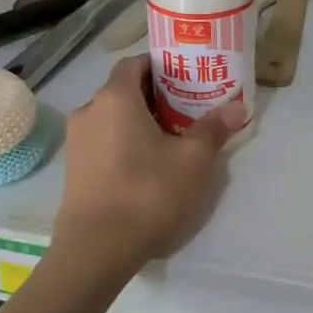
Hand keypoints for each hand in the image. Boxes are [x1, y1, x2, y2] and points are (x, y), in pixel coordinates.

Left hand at [54, 56, 244, 269]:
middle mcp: (89, 111)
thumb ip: (214, 128)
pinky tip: (150, 165)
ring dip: (142, 122)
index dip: (162, 66)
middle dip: (158, 96)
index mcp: (115, 98)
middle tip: (190, 109)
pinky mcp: (75, 169)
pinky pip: (105, 141)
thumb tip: (237, 106)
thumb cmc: (147, 192)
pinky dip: (126, 143)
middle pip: (125, 90)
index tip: (188, 77)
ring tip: (174, 139)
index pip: (135, 63)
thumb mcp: (193, 160)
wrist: (96, 249)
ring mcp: (77, 142)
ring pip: (114, 118)